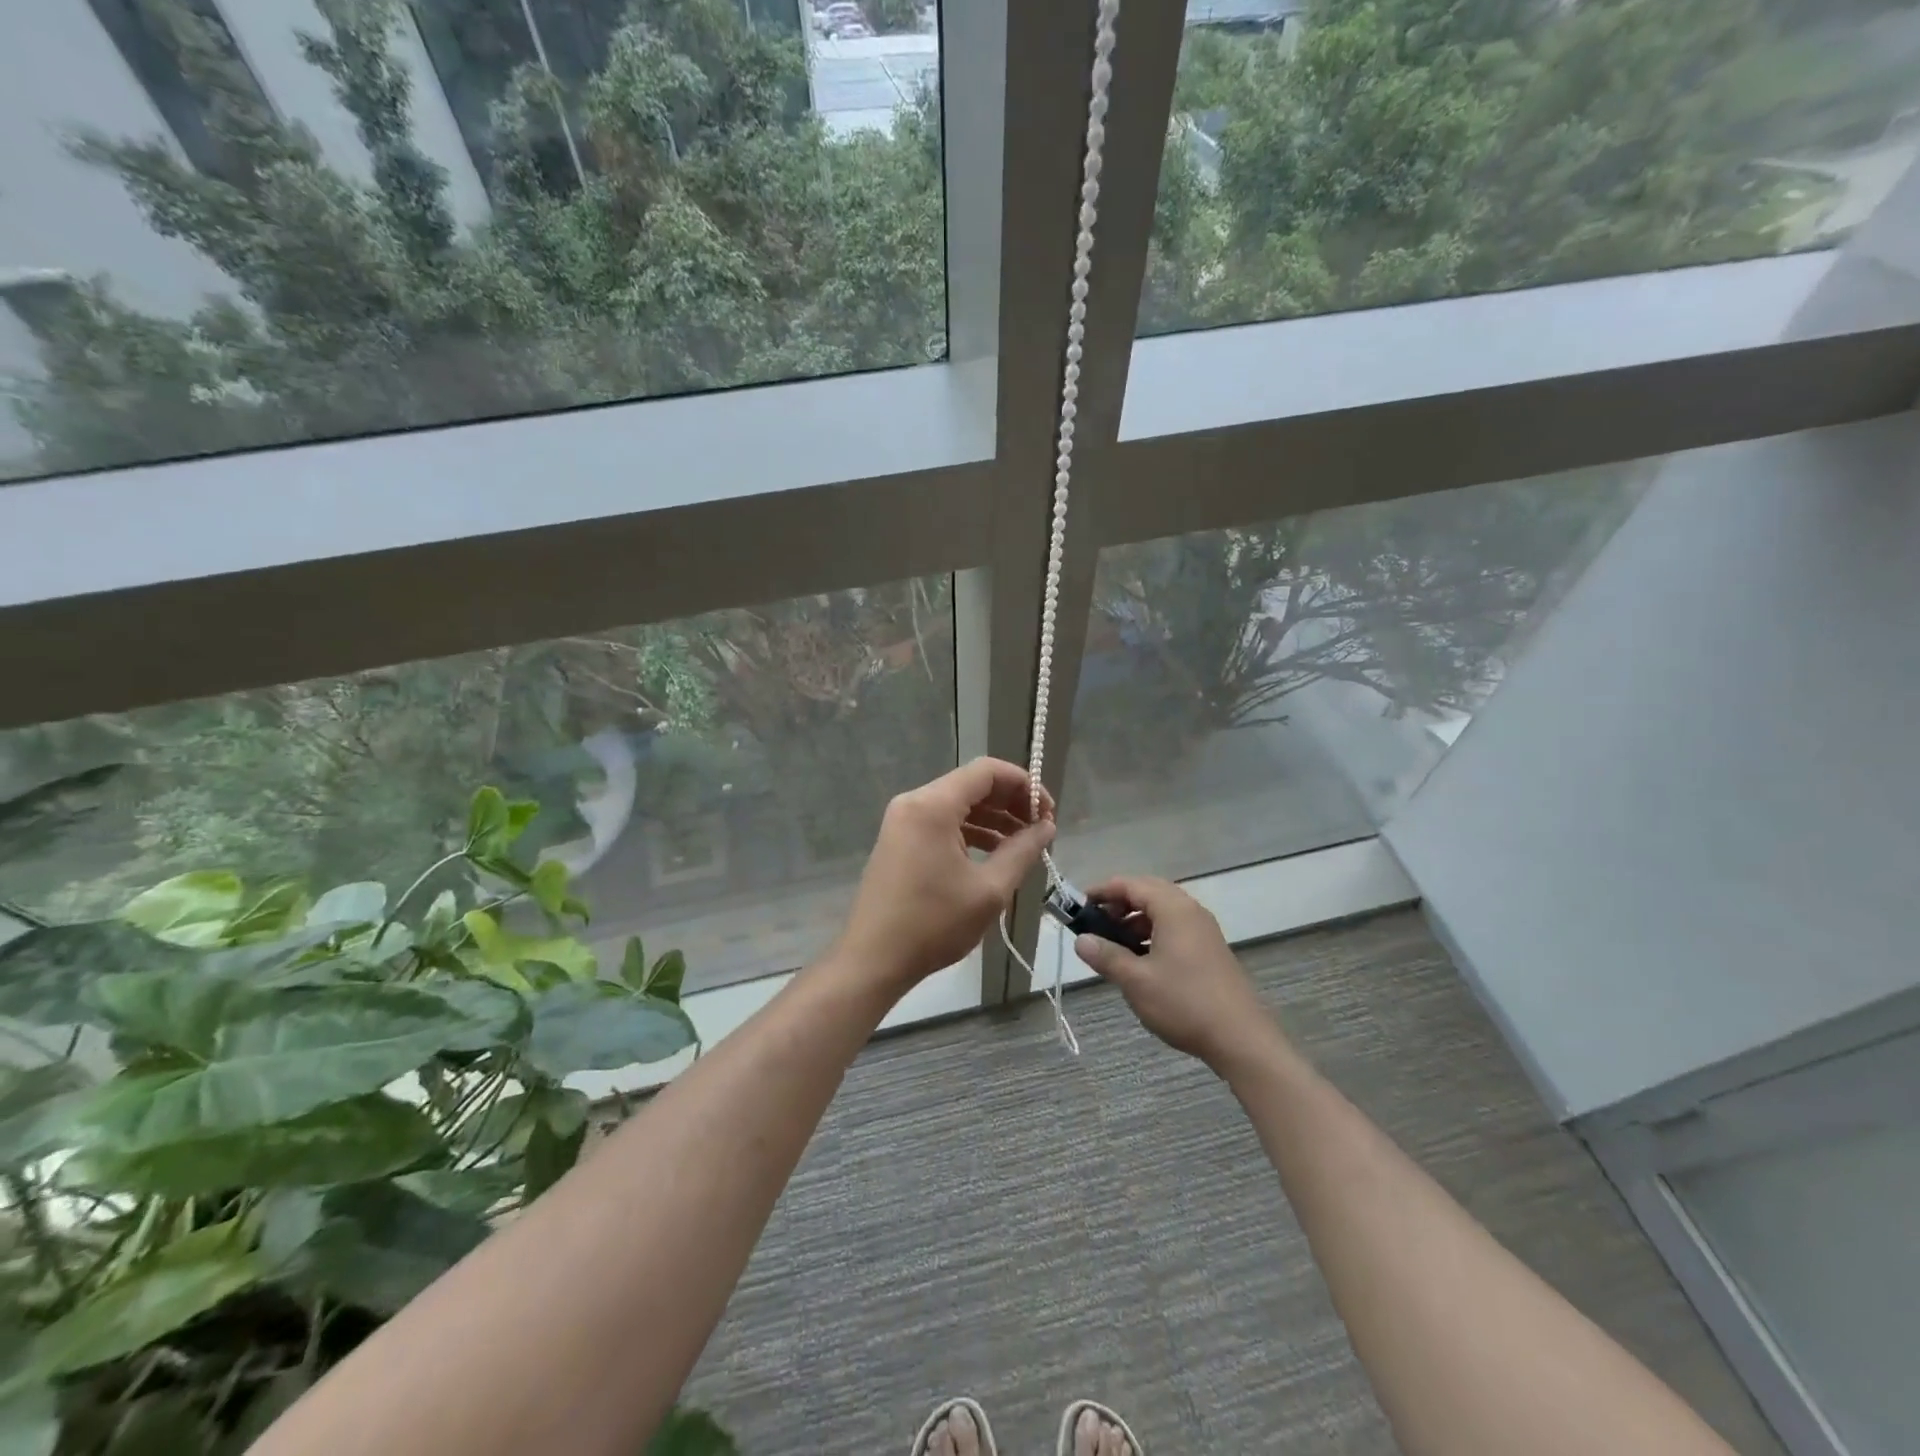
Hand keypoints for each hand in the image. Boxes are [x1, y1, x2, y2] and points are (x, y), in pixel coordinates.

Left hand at [836, 758, 1055, 992]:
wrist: (874, 959)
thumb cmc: (933, 924)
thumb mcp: (989, 890)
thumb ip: (1023, 851)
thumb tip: (1046, 827)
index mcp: (933, 805)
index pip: (987, 771)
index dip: (1023, 784)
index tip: (1048, 811)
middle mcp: (914, 802)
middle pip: (972, 785)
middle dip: (1011, 802)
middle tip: (1041, 828)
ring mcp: (903, 821)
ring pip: (958, 804)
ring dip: (993, 818)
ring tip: (1024, 844)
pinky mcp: (900, 840)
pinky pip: (942, 822)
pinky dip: (971, 832)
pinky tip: (995, 854)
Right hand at [1071, 876, 1277, 1068]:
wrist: (1241, 1038)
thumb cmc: (1184, 1003)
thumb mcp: (1136, 981)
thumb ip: (1106, 956)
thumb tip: (1081, 940)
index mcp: (1173, 909)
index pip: (1131, 884)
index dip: (1102, 891)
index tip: (1079, 905)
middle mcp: (1191, 911)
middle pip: (1149, 892)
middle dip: (1119, 903)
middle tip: (1096, 922)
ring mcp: (1204, 930)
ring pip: (1163, 911)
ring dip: (1136, 919)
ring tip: (1115, 943)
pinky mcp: (1210, 949)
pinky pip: (1176, 927)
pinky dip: (1153, 933)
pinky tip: (1142, 960)